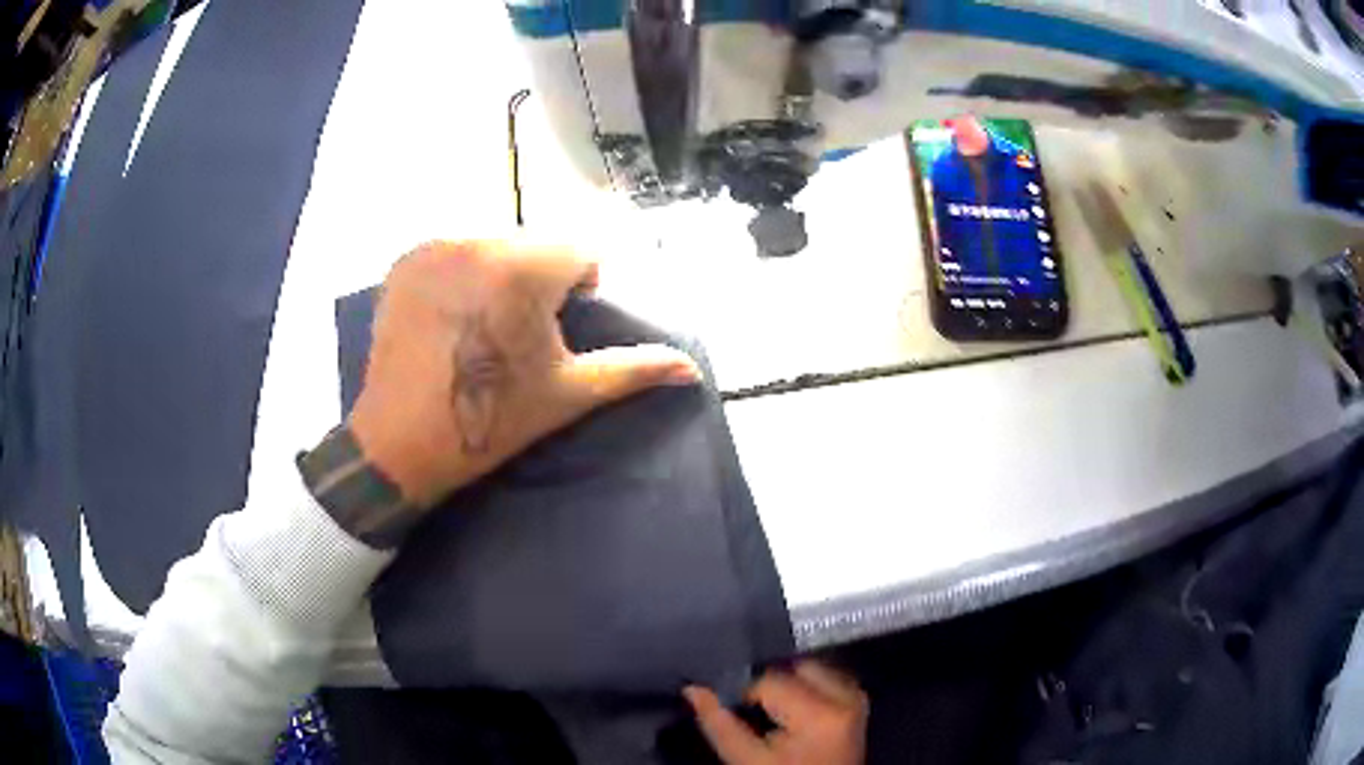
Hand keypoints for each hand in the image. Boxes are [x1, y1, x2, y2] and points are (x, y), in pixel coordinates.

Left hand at [347, 239, 699, 506]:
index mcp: (523, 268)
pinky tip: (450, 319)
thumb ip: (633, 369)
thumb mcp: (569, 393)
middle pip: (534, 244)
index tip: (556, 329)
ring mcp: (433, 248)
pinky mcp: (404, 262)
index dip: (578, 289)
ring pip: (493, 245)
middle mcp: (476, 240)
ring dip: (500, 273)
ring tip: (482, 328)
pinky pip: (453, 252)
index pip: (579, 252)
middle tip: (519, 334)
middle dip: (539, 278)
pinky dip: (462, 273)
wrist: (400, 444)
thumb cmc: (490, 419)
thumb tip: (691, 369)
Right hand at [684, 662, 867, 764]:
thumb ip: (719, 724)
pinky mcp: (857, 700)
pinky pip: (826, 677)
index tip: (734, 712)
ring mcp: (856, 696)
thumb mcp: (747, 760)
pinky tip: (791, 710)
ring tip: (771, 712)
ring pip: (810, 668)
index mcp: (820, 713)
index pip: (769, 681)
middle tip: (752, 710)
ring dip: (786, 682)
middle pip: (794, 667)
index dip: (744, 694)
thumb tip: (692, 688)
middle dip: (769, 682)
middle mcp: (846, 695)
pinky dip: (804, 687)